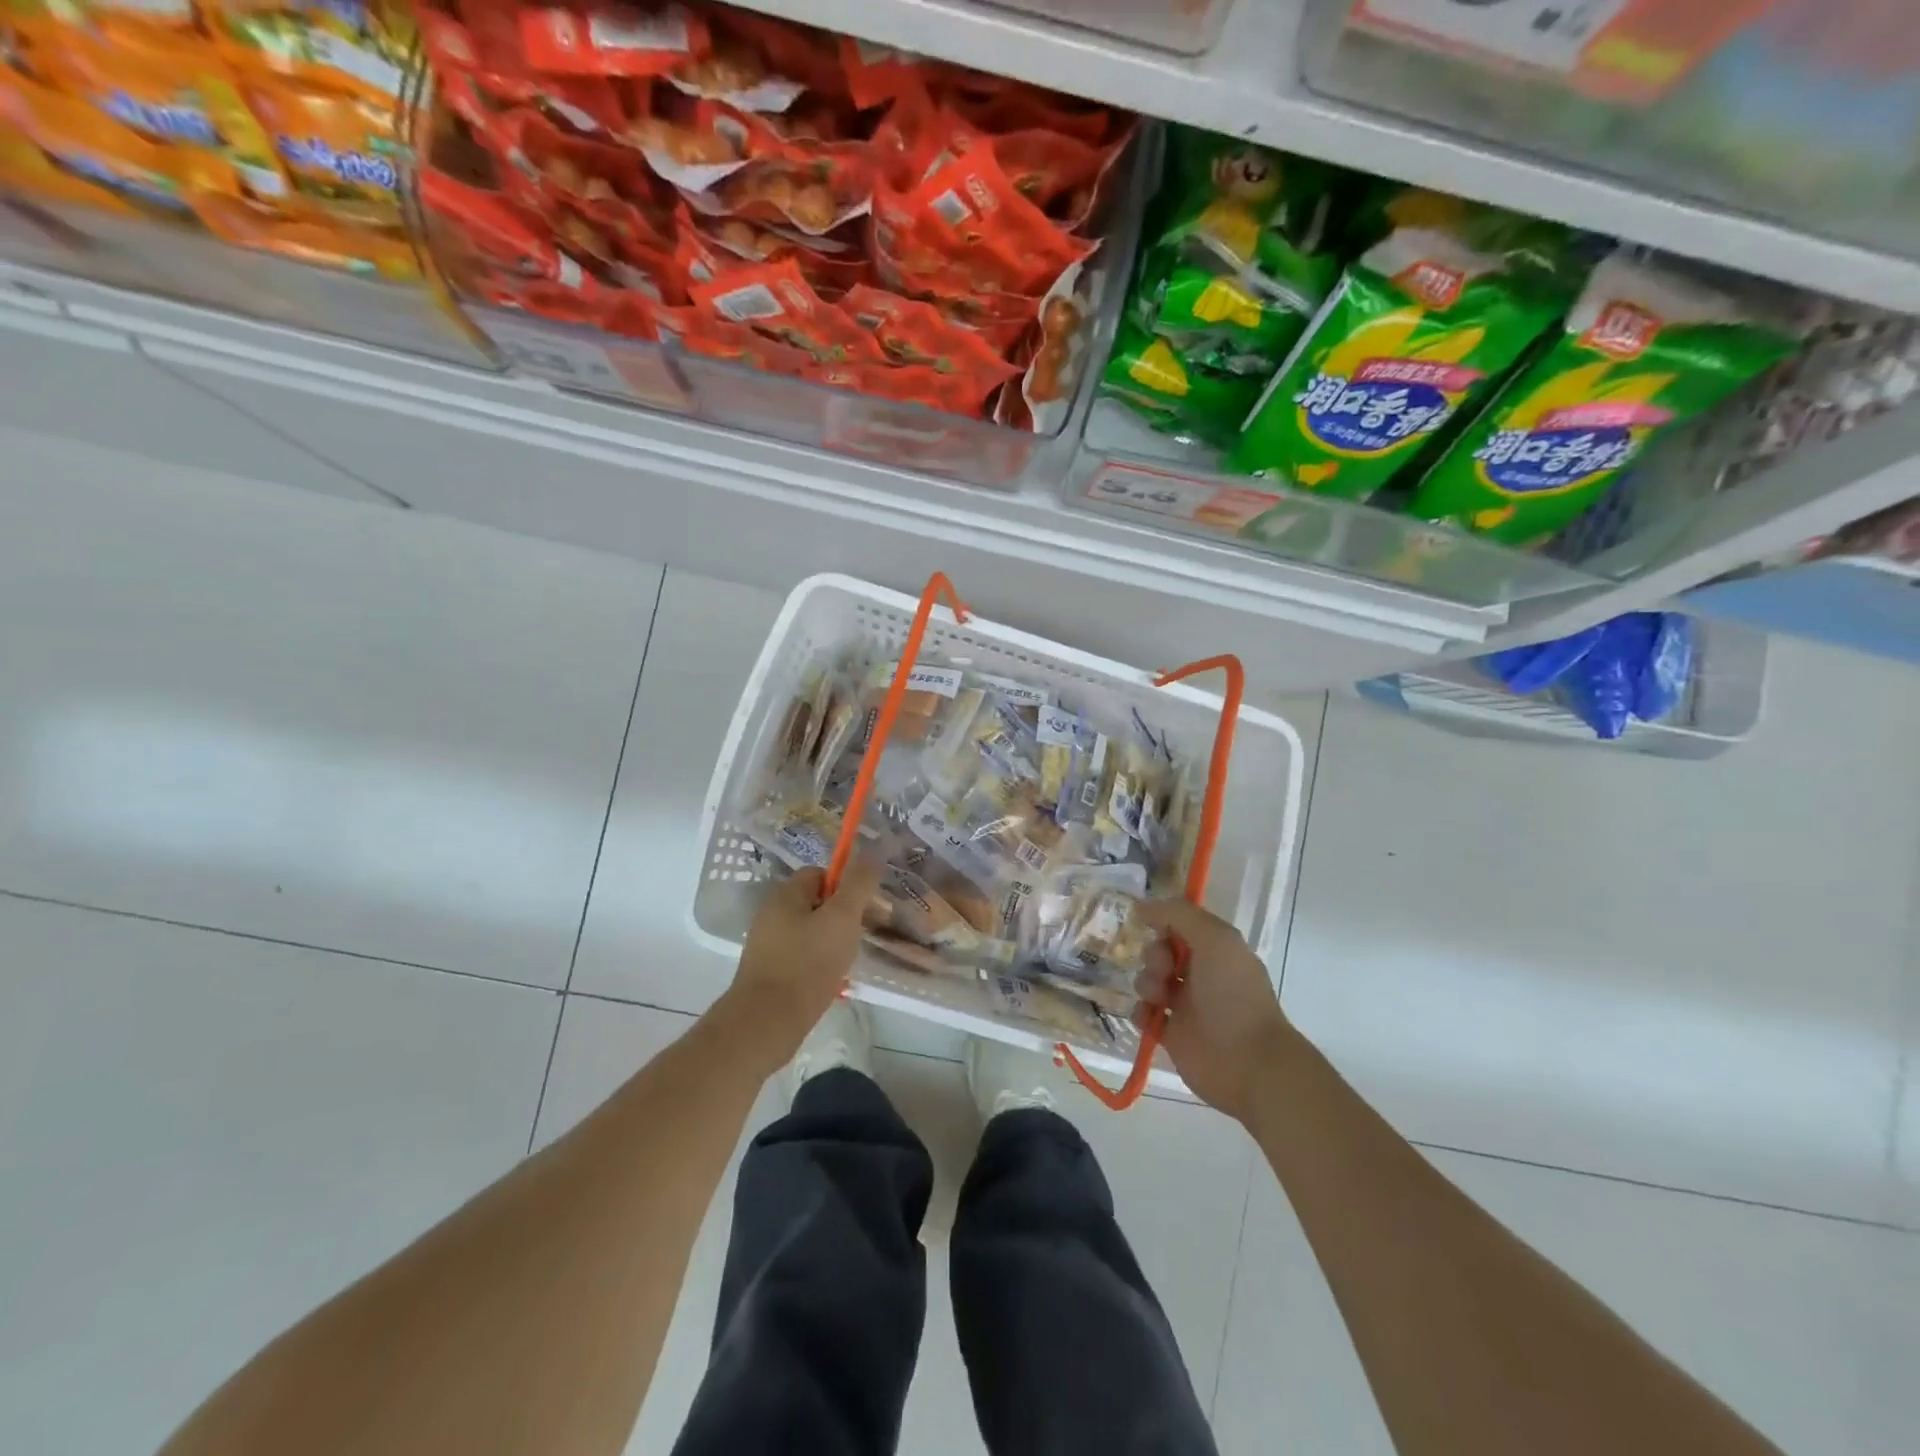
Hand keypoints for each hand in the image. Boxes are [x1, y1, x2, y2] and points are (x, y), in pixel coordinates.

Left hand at [714, 860, 882, 1073]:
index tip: (864, 907)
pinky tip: (832, 981)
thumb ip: (859, 884)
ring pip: (811, 931)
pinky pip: (802, 956)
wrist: (767, 1023)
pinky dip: (819, 963)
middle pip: (816, 903)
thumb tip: (872, 852)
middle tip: (861, 934)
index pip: (820, 874)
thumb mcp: (842, 918)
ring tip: (849, 961)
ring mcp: (768, 945)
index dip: (845, 885)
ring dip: (833, 942)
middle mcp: (772, 914)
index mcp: (785, 895)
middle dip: (842, 916)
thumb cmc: (808, 963)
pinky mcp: (770, 972)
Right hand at [1135, 899, 1295, 1122]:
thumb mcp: (1215, 939)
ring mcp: (1185, 1005)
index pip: (1179, 924)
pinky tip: (1150, 1017)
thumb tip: (1142, 906)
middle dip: (1154, 956)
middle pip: (1159, 951)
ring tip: (1159, 998)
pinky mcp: (1172, 1034)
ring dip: (1146, 983)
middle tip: (1165, 970)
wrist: (1248, 1062)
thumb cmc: (1233, 994)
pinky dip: (1142, 1012)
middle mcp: (1200, 974)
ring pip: (1148, 981)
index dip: (1163, 922)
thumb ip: (1179, 914)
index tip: (1148, 923)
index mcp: (1215, 950)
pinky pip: (1143, 1014)